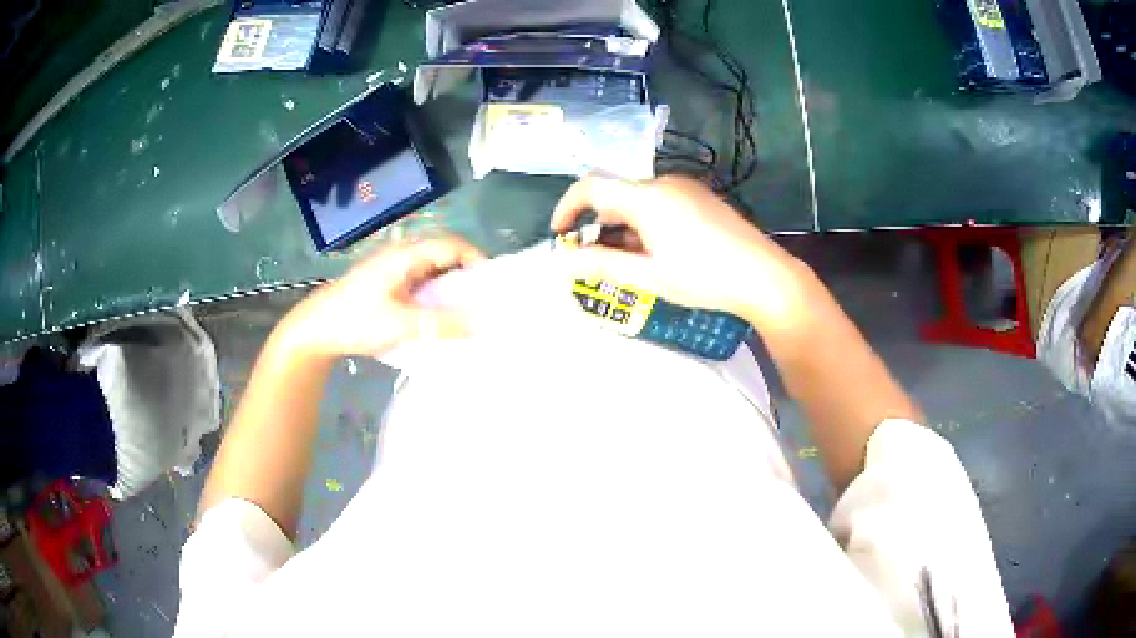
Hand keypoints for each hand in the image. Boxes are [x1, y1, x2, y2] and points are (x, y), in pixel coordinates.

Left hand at [278, 236, 485, 358]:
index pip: (453, 245)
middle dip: (468, 276)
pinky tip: (442, 317)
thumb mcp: (401, 325)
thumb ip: (442, 324)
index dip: (477, 261)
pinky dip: (437, 296)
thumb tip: (483, 324)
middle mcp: (402, 255)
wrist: (314, 330)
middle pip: (445, 255)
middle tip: (487, 303)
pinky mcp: (388, 284)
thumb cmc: (355, 321)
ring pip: (434, 271)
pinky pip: (422, 284)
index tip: (494, 287)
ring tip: (470, 312)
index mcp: (406, 255)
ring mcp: (394, 270)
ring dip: (452, 288)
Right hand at [551, 175, 808, 327]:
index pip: (591, 187)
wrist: (764, 276)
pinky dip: (644, 221)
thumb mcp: (648, 276)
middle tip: (594, 259)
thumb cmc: (703, 277)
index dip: (567, 208)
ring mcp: (685, 187)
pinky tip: (655, 250)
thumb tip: (560, 262)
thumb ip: (600, 265)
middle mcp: (663, 183)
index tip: (559, 234)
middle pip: (615, 194)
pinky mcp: (701, 197)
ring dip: (621, 225)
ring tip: (626, 261)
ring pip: (638, 200)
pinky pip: (660, 202)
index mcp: (646, 197)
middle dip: (597, 224)